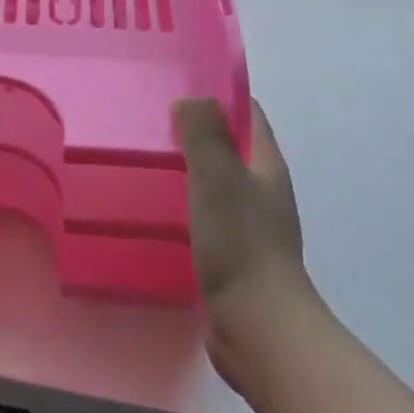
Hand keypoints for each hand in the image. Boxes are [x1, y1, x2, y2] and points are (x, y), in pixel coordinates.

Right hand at [173, 97, 318, 386]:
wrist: (258, 329)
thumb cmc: (240, 243)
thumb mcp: (218, 175)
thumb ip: (204, 132)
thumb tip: (192, 100)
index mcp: (267, 165)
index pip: (248, 114)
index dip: (220, 94)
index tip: (180, 83)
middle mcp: (263, 191)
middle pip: (231, 146)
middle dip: (198, 130)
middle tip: (152, 119)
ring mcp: (250, 226)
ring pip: (217, 181)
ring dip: (189, 167)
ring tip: (146, 158)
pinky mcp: (233, 256)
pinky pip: (207, 214)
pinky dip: (186, 202)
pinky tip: (157, 206)